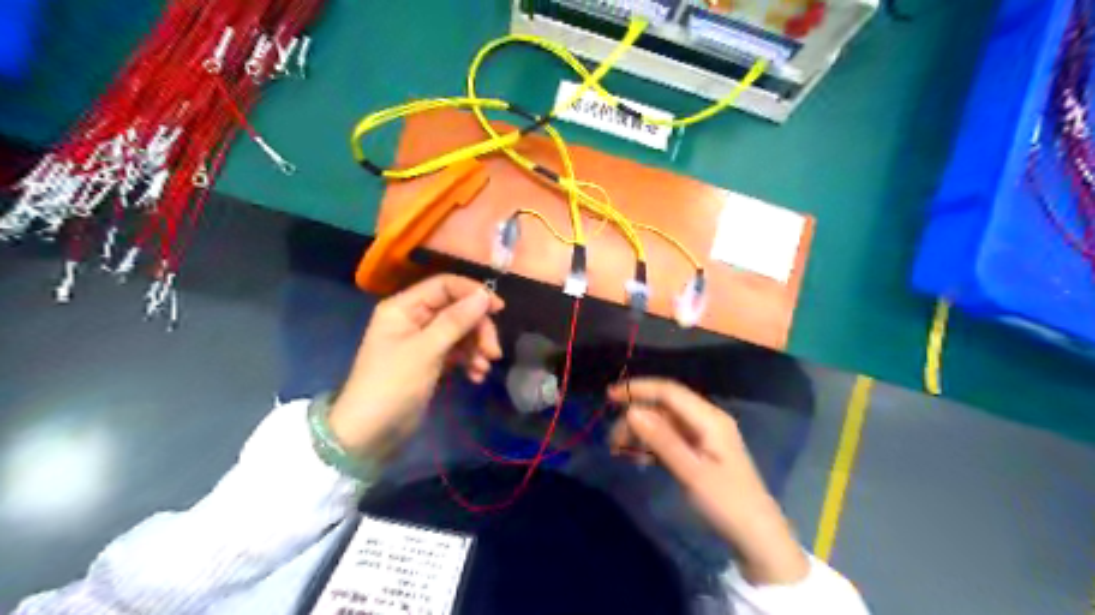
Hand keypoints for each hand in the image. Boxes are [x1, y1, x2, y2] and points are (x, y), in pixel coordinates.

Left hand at [329, 276, 504, 458]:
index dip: (473, 293)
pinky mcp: (430, 362)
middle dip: (478, 329)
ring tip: (484, 368)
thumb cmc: (392, 385)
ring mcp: (423, 341)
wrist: (370, 434)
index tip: (499, 309)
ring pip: (460, 332)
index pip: (444, 286)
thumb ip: (456, 321)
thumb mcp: (426, 350)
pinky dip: (469, 361)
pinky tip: (476, 377)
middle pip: (457, 310)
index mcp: (404, 307)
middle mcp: (414, 319)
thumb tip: (484, 295)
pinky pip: (457, 352)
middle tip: (493, 352)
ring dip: (477, 347)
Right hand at [608, 379, 811, 584]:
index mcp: (709, 419)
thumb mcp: (692, 472)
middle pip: (663, 407)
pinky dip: (652, 445)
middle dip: (636, 418)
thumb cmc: (727, 502)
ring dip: (641, 433)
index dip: (638, 389)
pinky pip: (669, 438)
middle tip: (613, 442)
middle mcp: (706, 420)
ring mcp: (703, 435)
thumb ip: (662, 440)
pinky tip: (638, 459)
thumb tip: (632, 411)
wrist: (757, 535)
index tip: (609, 396)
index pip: (668, 391)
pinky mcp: (699, 451)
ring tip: (620, 452)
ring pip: (664, 423)